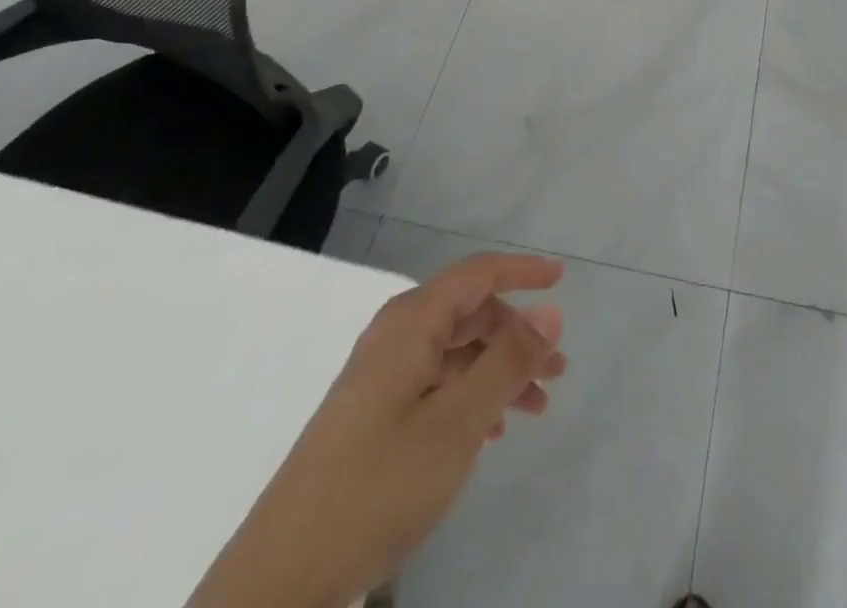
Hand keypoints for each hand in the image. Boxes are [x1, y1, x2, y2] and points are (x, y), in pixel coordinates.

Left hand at [190, 253, 567, 607]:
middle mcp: (396, 336)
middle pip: (469, 313)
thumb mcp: (457, 422)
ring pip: (456, 353)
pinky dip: (471, 397)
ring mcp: (382, 376)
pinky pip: (437, 384)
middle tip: (558, 370)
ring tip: (536, 408)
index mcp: (412, 322)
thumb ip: (507, 362)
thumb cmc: (379, 483)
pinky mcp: (374, 414)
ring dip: (499, 371)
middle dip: (517, 334)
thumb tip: (550, 311)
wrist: (283, 575)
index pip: (476, 274)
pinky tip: (491, 433)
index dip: (521, 271)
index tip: (562, 278)